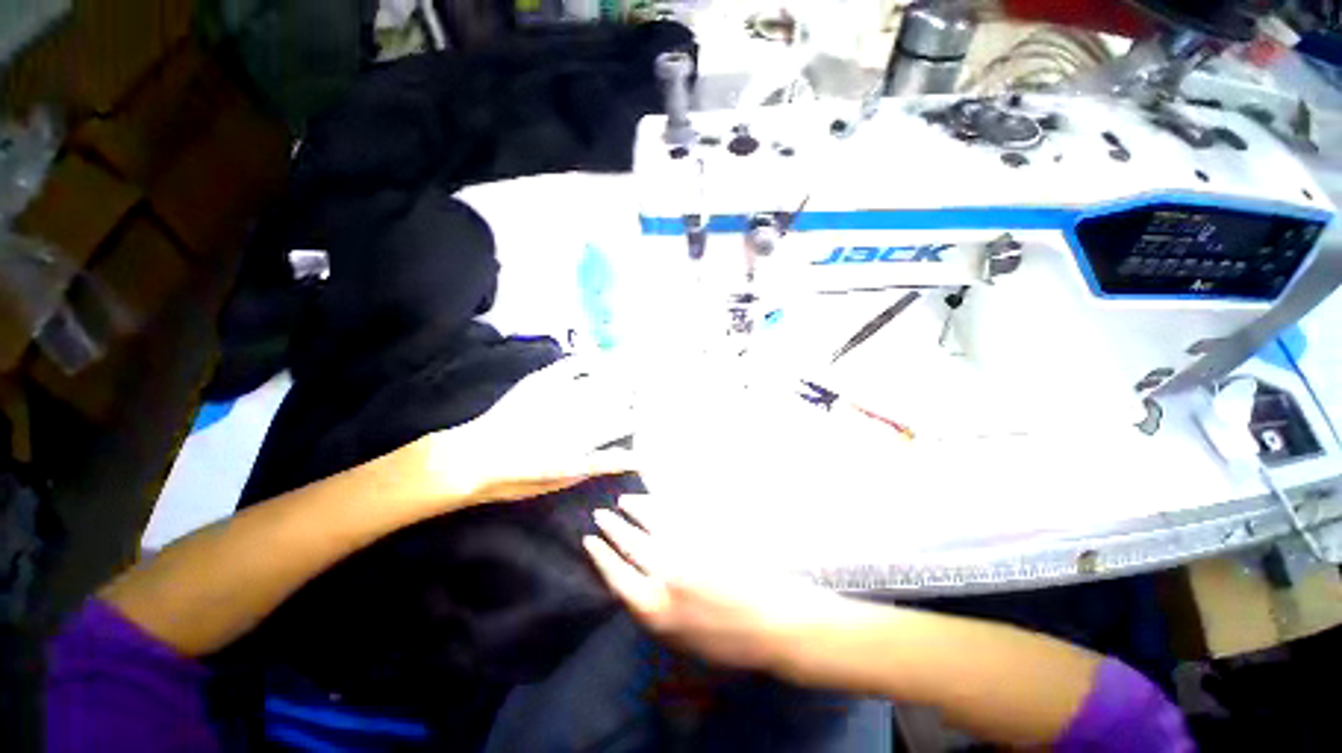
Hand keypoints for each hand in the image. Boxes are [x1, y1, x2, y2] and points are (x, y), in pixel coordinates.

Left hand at [427, 354, 638, 506]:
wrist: (474, 458)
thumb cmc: (519, 478)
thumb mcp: (564, 479)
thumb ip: (600, 464)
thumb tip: (632, 455)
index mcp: (587, 438)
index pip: (626, 422)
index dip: (643, 415)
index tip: (653, 412)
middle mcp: (579, 414)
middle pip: (619, 397)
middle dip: (638, 392)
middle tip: (650, 387)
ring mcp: (561, 394)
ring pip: (603, 380)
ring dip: (622, 374)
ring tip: (636, 368)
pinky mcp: (542, 381)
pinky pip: (573, 365)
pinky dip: (590, 360)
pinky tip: (601, 357)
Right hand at [584, 495, 847, 673]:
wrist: (773, 623)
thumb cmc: (727, 642)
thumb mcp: (680, 641)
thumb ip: (655, 613)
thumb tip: (638, 587)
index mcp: (655, 610)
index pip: (616, 576)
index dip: (601, 555)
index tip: (589, 539)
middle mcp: (664, 577)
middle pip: (629, 545)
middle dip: (612, 527)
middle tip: (601, 514)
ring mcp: (685, 551)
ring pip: (650, 522)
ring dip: (634, 509)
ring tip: (624, 500)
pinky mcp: (704, 535)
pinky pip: (675, 514)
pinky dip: (660, 504)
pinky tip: (654, 499)